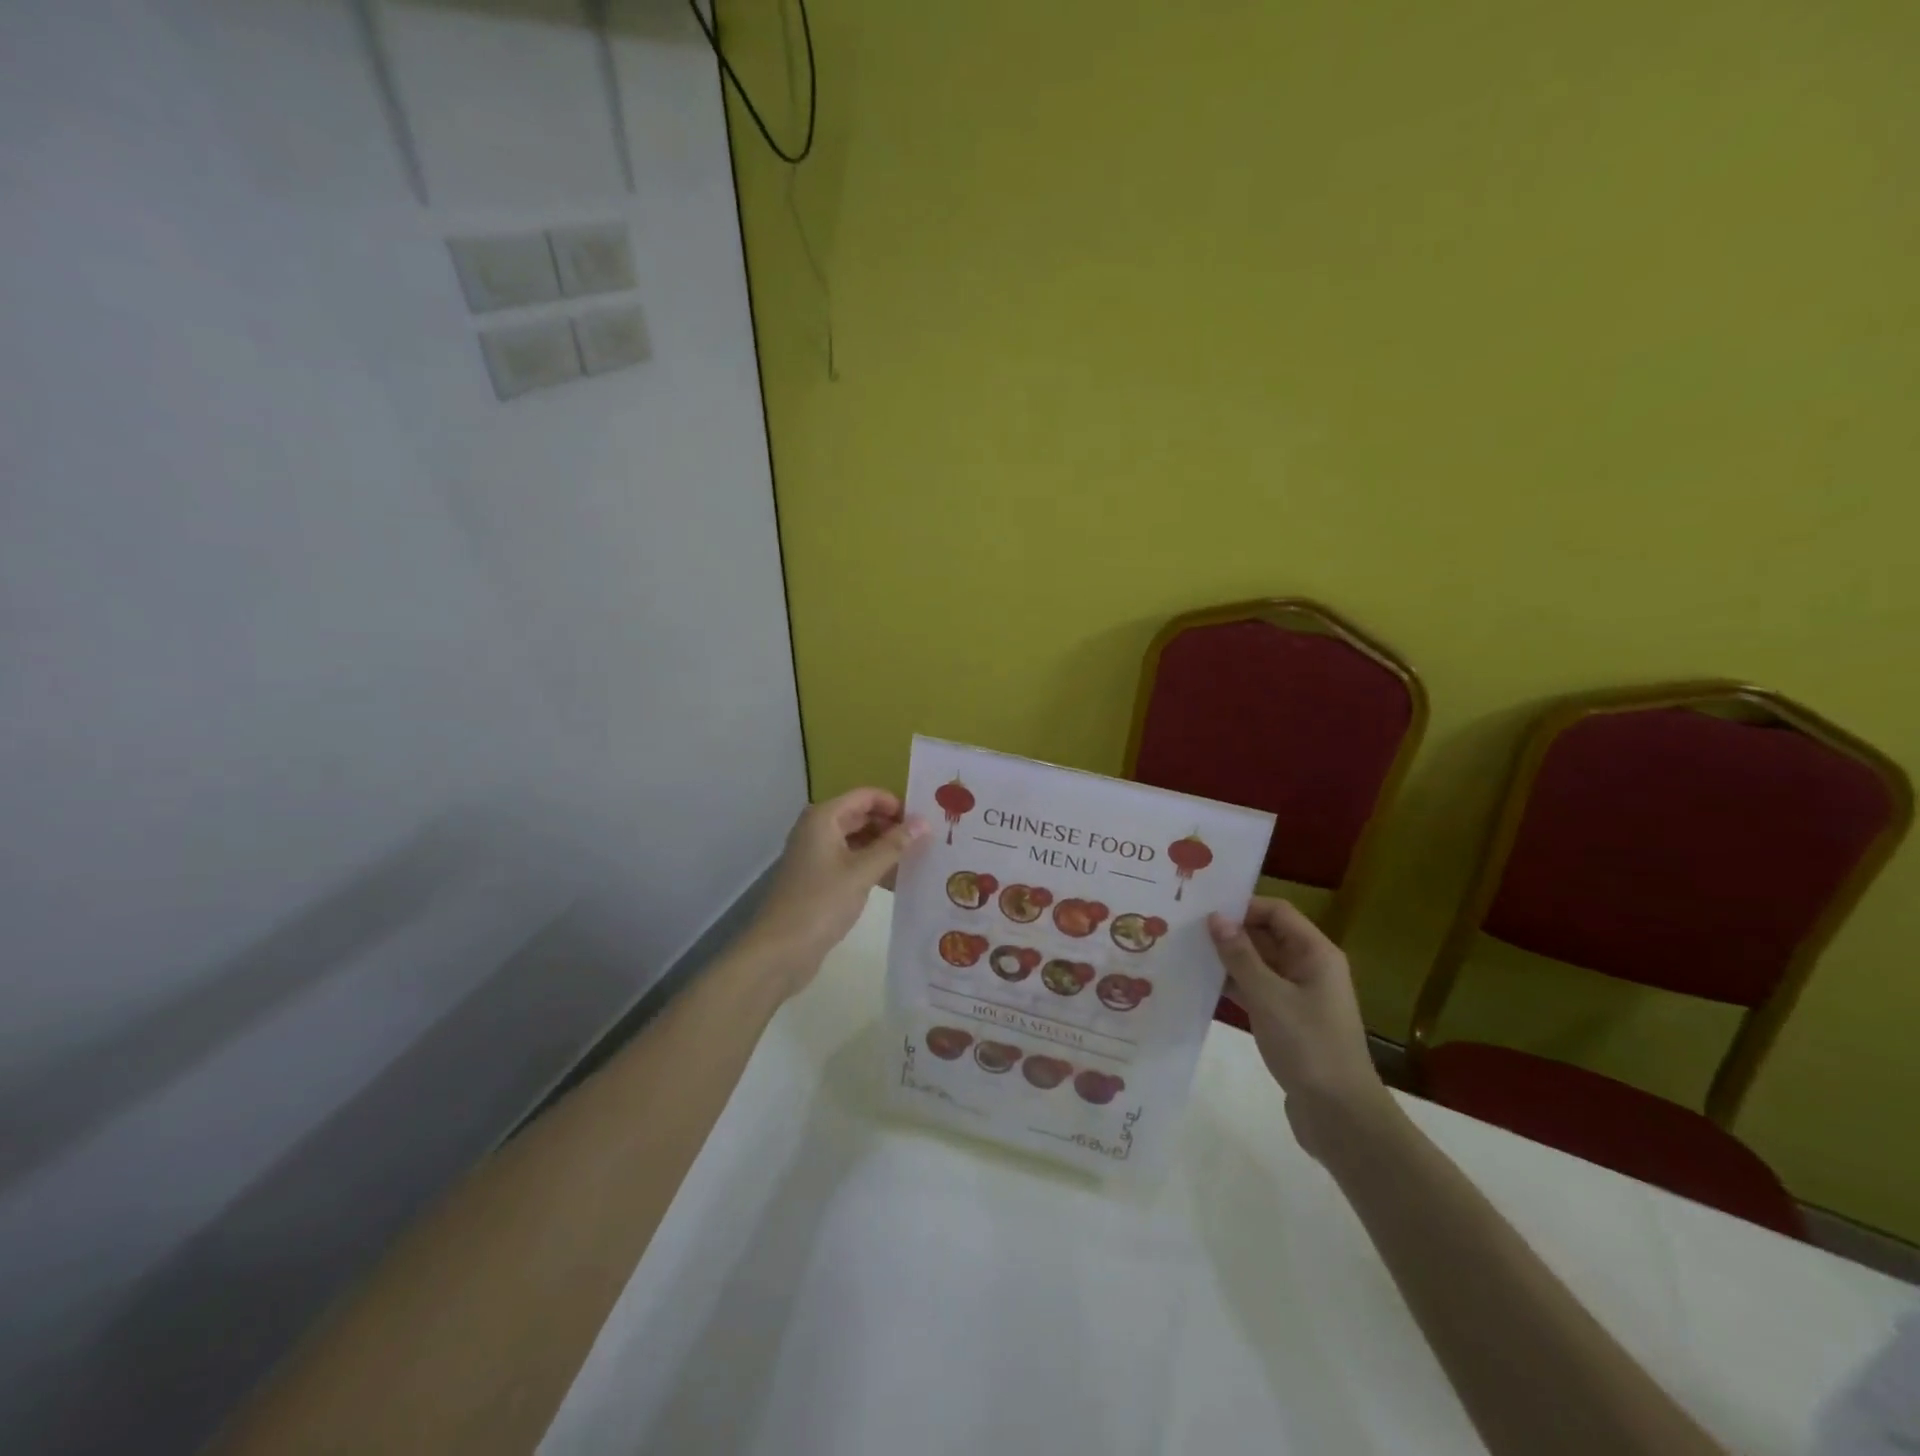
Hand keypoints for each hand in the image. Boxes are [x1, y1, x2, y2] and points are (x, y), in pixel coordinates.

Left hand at [744, 788, 927, 997]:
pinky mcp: (819, 878)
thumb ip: (894, 845)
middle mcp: (818, 829)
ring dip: (885, 848)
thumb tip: (924, 822)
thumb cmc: (821, 903)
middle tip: (927, 840)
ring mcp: (817, 854)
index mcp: (824, 818)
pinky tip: (897, 880)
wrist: (781, 950)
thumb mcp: (862, 872)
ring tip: (918, 860)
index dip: (895, 804)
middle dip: (892, 826)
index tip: (924, 820)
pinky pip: (851, 861)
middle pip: (862, 816)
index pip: (866, 796)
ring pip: (858, 840)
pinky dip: (872, 866)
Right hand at [1208, 898, 1392, 1160]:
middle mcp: (1310, 967)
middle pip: (1267, 935)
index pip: (1276, 912)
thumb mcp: (1268, 996)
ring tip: (1187, 953)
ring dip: (1229, 959)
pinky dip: (1235, 985)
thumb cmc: (1307, 1045)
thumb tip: (1215, 918)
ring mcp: (1301, 995)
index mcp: (1315, 953)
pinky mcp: (1289, 1020)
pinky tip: (1203, 985)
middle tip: (1186, 929)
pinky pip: (1258, 989)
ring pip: (1260, 963)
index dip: (1242, 906)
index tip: (1203, 910)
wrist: (1340, 1114)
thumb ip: (1240, 955)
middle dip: (1231, 931)